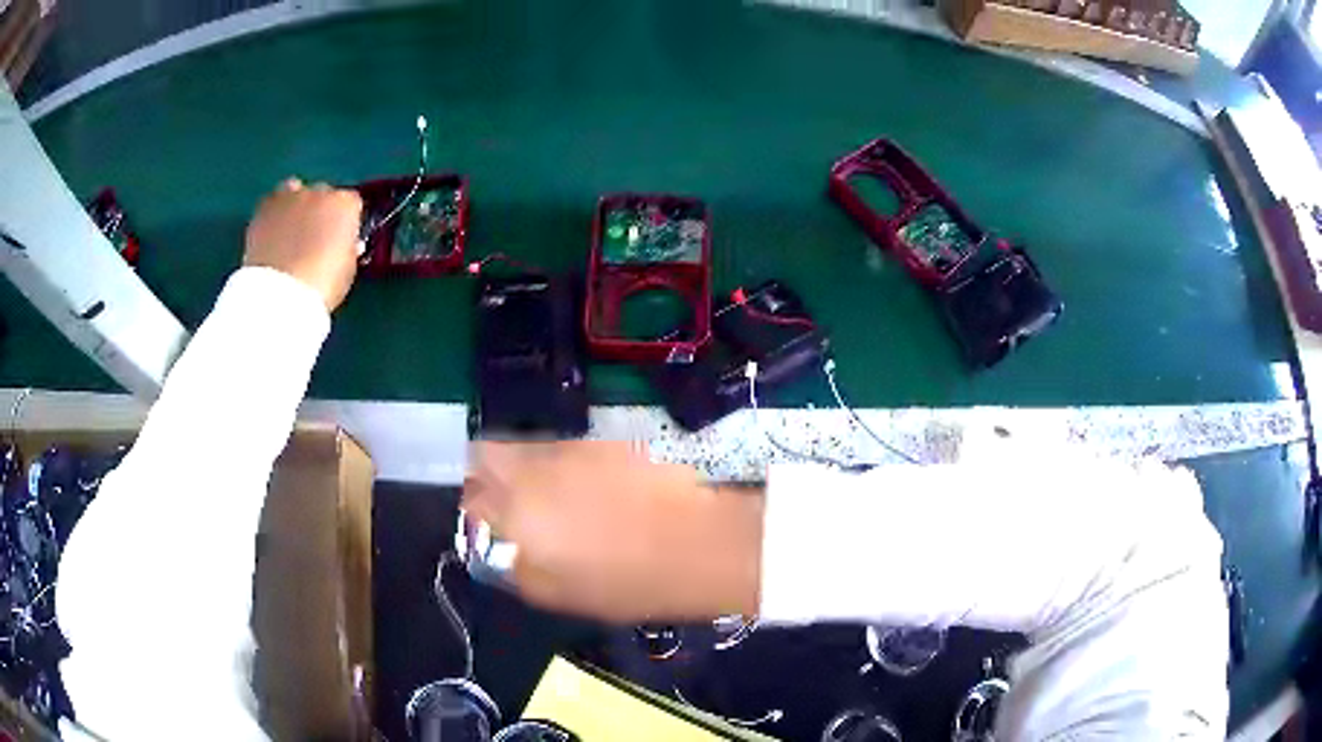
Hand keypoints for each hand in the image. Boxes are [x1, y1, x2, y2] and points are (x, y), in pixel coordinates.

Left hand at [244, 178, 362, 311]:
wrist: (280, 295)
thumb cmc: (322, 286)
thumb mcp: (347, 268)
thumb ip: (347, 247)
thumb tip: (343, 243)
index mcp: (344, 205)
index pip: (351, 203)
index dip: (345, 222)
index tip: (340, 239)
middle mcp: (319, 191)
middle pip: (323, 194)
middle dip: (319, 211)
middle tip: (313, 238)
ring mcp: (289, 197)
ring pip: (294, 190)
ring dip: (295, 204)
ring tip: (290, 229)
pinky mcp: (263, 208)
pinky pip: (271, 203)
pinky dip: (273, 214)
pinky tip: (271, 233)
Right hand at [463, 441, 762, 622]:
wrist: (700, 543)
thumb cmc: (627, 583)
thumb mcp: (556, 594)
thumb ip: (514, 567)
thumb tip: (499, 549)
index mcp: (515, 512)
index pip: (466, 496)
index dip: (469, 510)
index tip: (479, 523)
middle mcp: (532, 469)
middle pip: (482, 454)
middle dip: (481, 475)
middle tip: (499, 502)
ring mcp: (568, 449)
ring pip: (521, 448)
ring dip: (519, 469)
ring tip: (546, 500)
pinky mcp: (600, 441)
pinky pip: (560, 448)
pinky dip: (556, 466)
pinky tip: (583, 490)